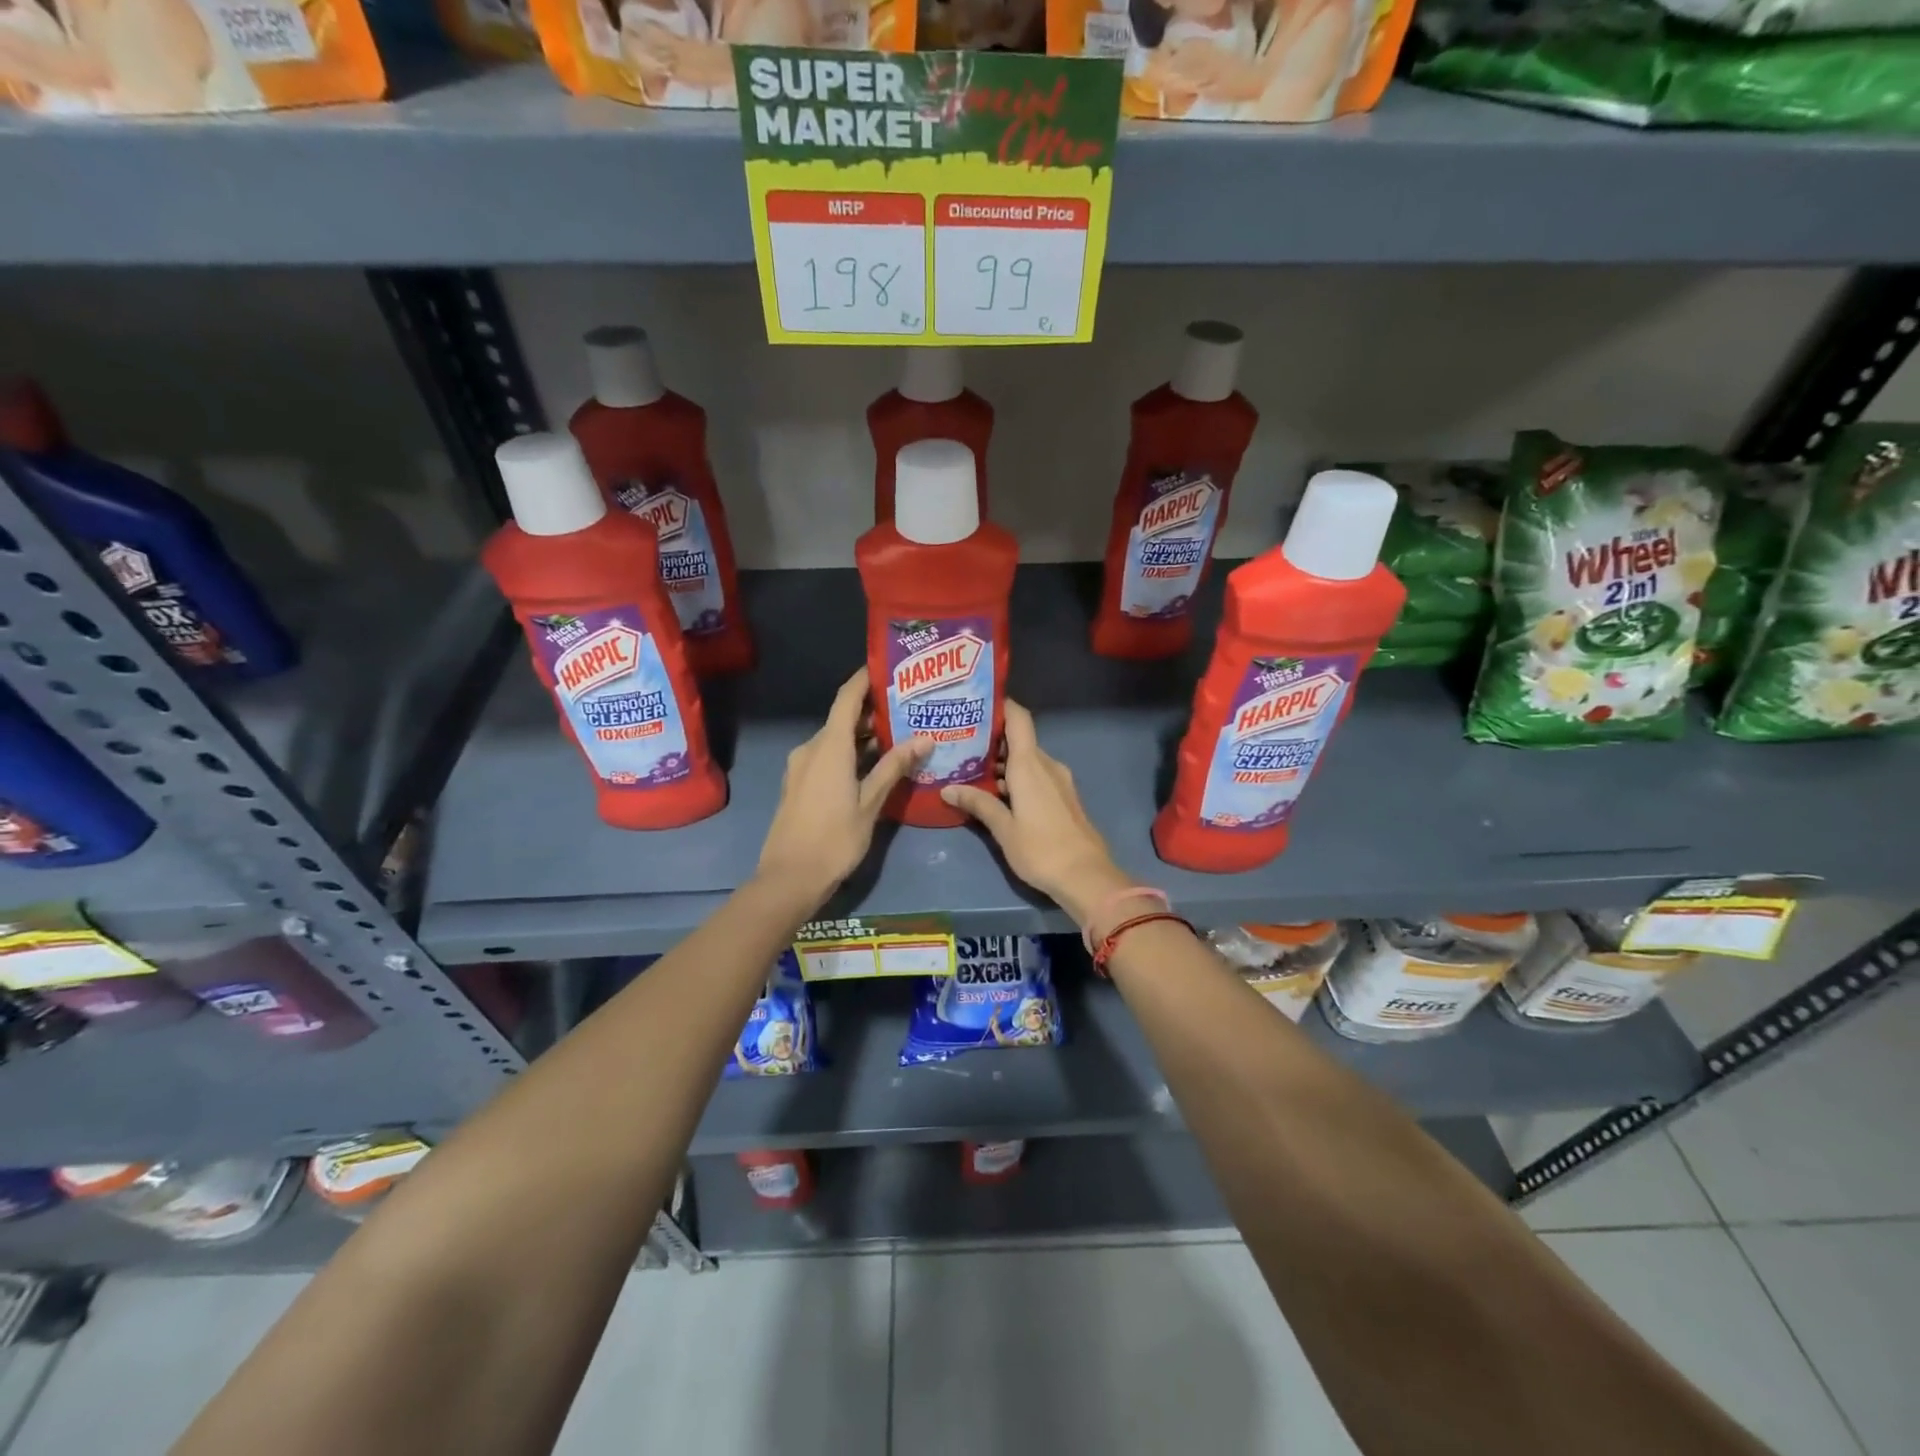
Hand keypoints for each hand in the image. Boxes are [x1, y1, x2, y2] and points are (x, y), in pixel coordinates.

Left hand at [756, 668, 928, 904]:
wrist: (789, 878)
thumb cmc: (834, 839)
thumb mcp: (870, 803)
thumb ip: (894, 767)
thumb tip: (924, 738)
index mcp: (829, 747)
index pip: (847, 698)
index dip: (865, 679)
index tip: (888, 667)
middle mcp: (811, 748)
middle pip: (842, 719)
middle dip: (872, 712)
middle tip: (907, 709)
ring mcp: (801, 767)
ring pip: (835, 740)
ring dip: (862, 736)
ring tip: (898, 737)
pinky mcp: (798, 784)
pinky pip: (826, 757)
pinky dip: (849, 753)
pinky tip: (872, 765)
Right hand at [940, 701, 1133, 926]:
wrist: (1086, 876)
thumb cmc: (1041, 849)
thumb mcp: (1003, 828)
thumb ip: (978, 803)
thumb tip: (948, 789)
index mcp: (1030, 764)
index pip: (1018, 718)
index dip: (1000, 705)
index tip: (976, 704)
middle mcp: (1047, 765)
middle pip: (1019, 740)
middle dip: (991, 741)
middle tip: (960, 745)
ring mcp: (1059, 780)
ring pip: (1027, 761)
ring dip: (1003, 764)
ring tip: (971, 772)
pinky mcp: (1064, 797)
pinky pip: (1037, 776)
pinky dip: (1017, 778)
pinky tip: (997, 794)